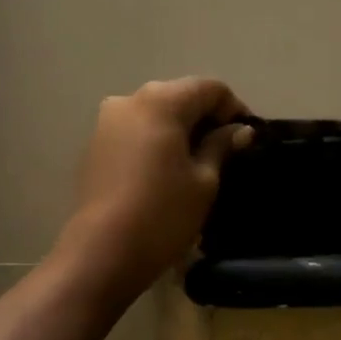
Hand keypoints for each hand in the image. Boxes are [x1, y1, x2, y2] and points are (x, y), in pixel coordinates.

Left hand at [54, 78, 253, 303]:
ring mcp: (106, 122)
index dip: (234, 108)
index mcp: (161, 101)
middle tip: (226, 151)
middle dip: (205, 117)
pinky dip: (155, 141)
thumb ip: (221, 146)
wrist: (102, 251)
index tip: (246, 138)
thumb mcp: (204, 180)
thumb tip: (240, 130)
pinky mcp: (94, 145)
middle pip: (179, 96)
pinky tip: (166, 171)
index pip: (209, 88)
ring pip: (154, 113)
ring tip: (197, 162)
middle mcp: (129, 100)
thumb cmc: (163, 213)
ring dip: (179, 129)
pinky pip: (134, 131)